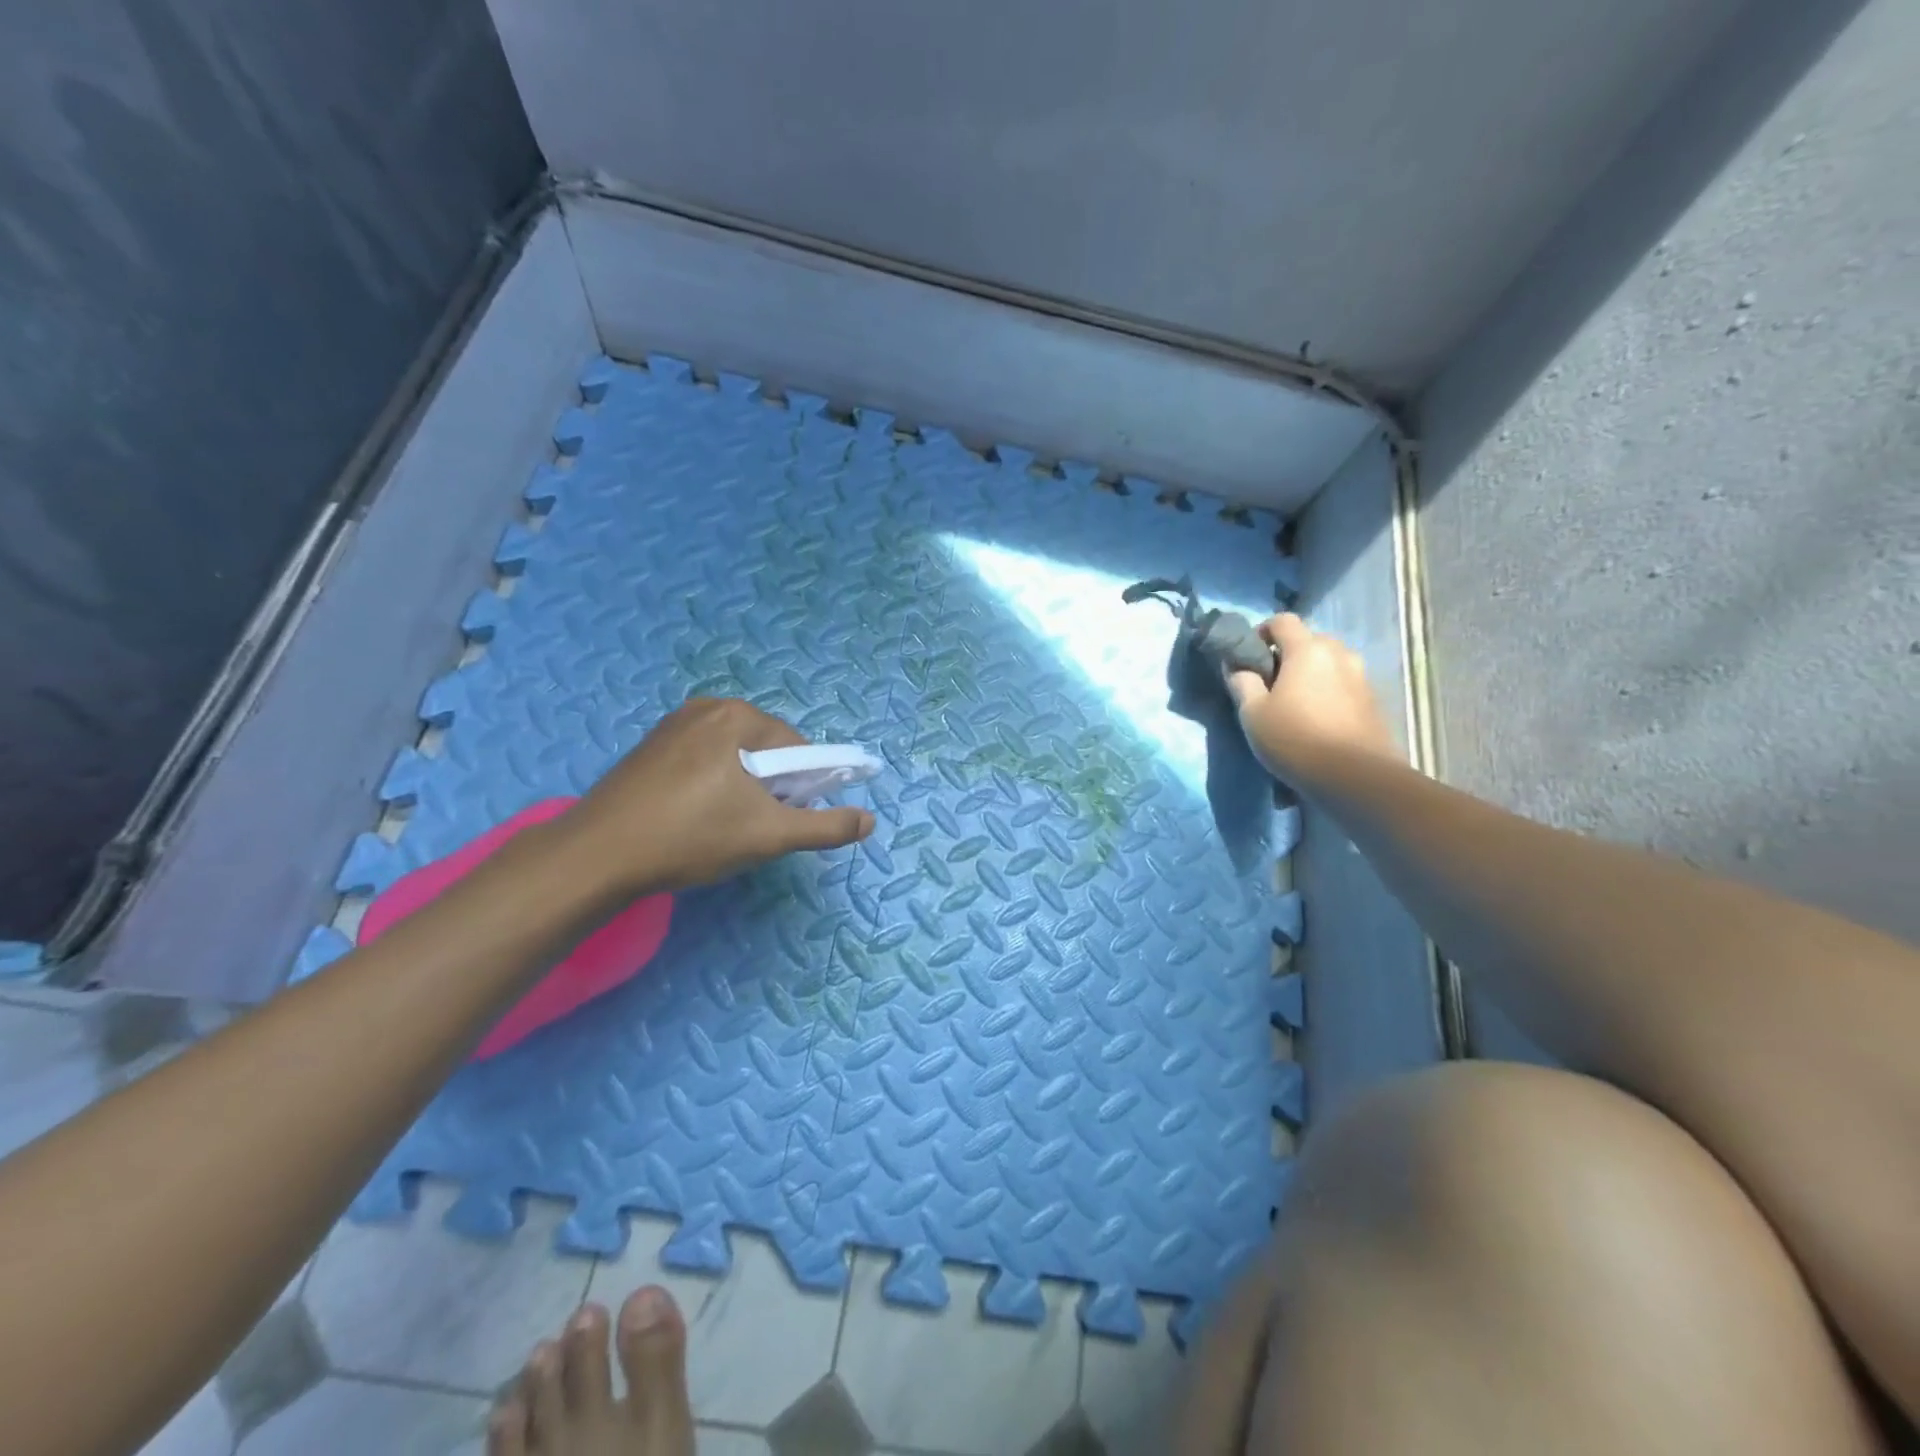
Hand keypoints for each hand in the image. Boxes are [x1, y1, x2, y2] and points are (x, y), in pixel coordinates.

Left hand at [558, 698, 875, 896]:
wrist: (597, 856)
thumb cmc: (691, 837)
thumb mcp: (768, 835)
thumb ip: (824, 826)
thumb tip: (870, 820)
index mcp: (738, 716)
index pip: (797, 748)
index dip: (802, 788)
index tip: (782, 821)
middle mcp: (707, 708)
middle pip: (765, 750)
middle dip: (769, 788)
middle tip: (749, 828)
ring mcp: (673, 724)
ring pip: (733, 757)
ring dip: (741, 789)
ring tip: (719, 827)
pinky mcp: (650, 746)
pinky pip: (702, 760)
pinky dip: (710, 785)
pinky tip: (692, 818)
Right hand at [1225, 614, 1398, 785]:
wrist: (1357, 778)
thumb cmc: (1295, 739)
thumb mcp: (1253, 714)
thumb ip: (1242, 683)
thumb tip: (1236, 666)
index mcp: (1307, 650)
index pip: (1282, 620)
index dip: (1261, 632)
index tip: (1250, 657)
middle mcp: (1339, 653)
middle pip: (1308, 640)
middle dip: (1287, 655)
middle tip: (1270, 685)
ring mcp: (1361, 676)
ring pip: (1328, 662)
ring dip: (1309, 674)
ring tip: (1295, 704)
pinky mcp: (1373, 700)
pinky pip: (1343, 684)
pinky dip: (1327, 691)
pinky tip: (1318, 720)